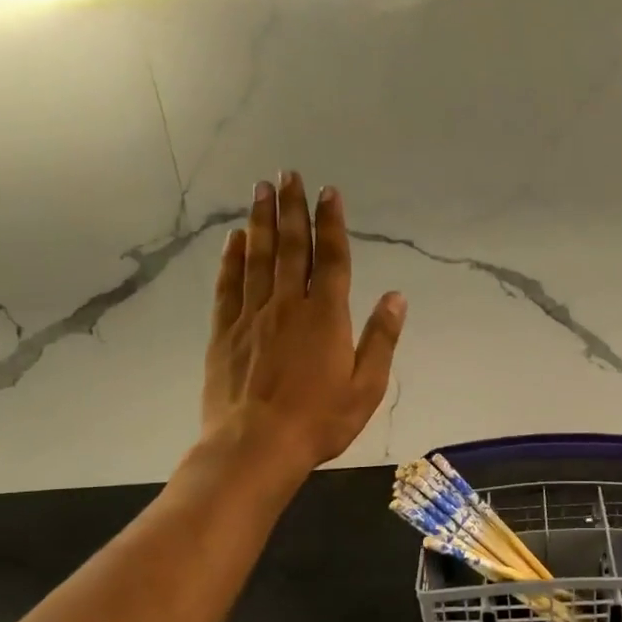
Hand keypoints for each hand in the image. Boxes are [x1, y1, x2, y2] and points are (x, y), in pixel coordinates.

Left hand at [202, 173, 405, 480]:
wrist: (255, 447)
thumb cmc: (319, 421)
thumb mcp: (366, 387)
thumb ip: (381, 339)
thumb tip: (396, 297)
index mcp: (326, 316)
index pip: (331, 258)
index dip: (331, 222)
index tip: (328, 191)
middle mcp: (288, 305)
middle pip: (291, 247)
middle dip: (292, 208)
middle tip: (288, 174)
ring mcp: (252, 316)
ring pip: (258, 257)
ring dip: (262, 221)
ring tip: (261, 189)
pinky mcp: (226, 332)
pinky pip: (229, 285)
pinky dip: (232, 258)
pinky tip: (235, 239)